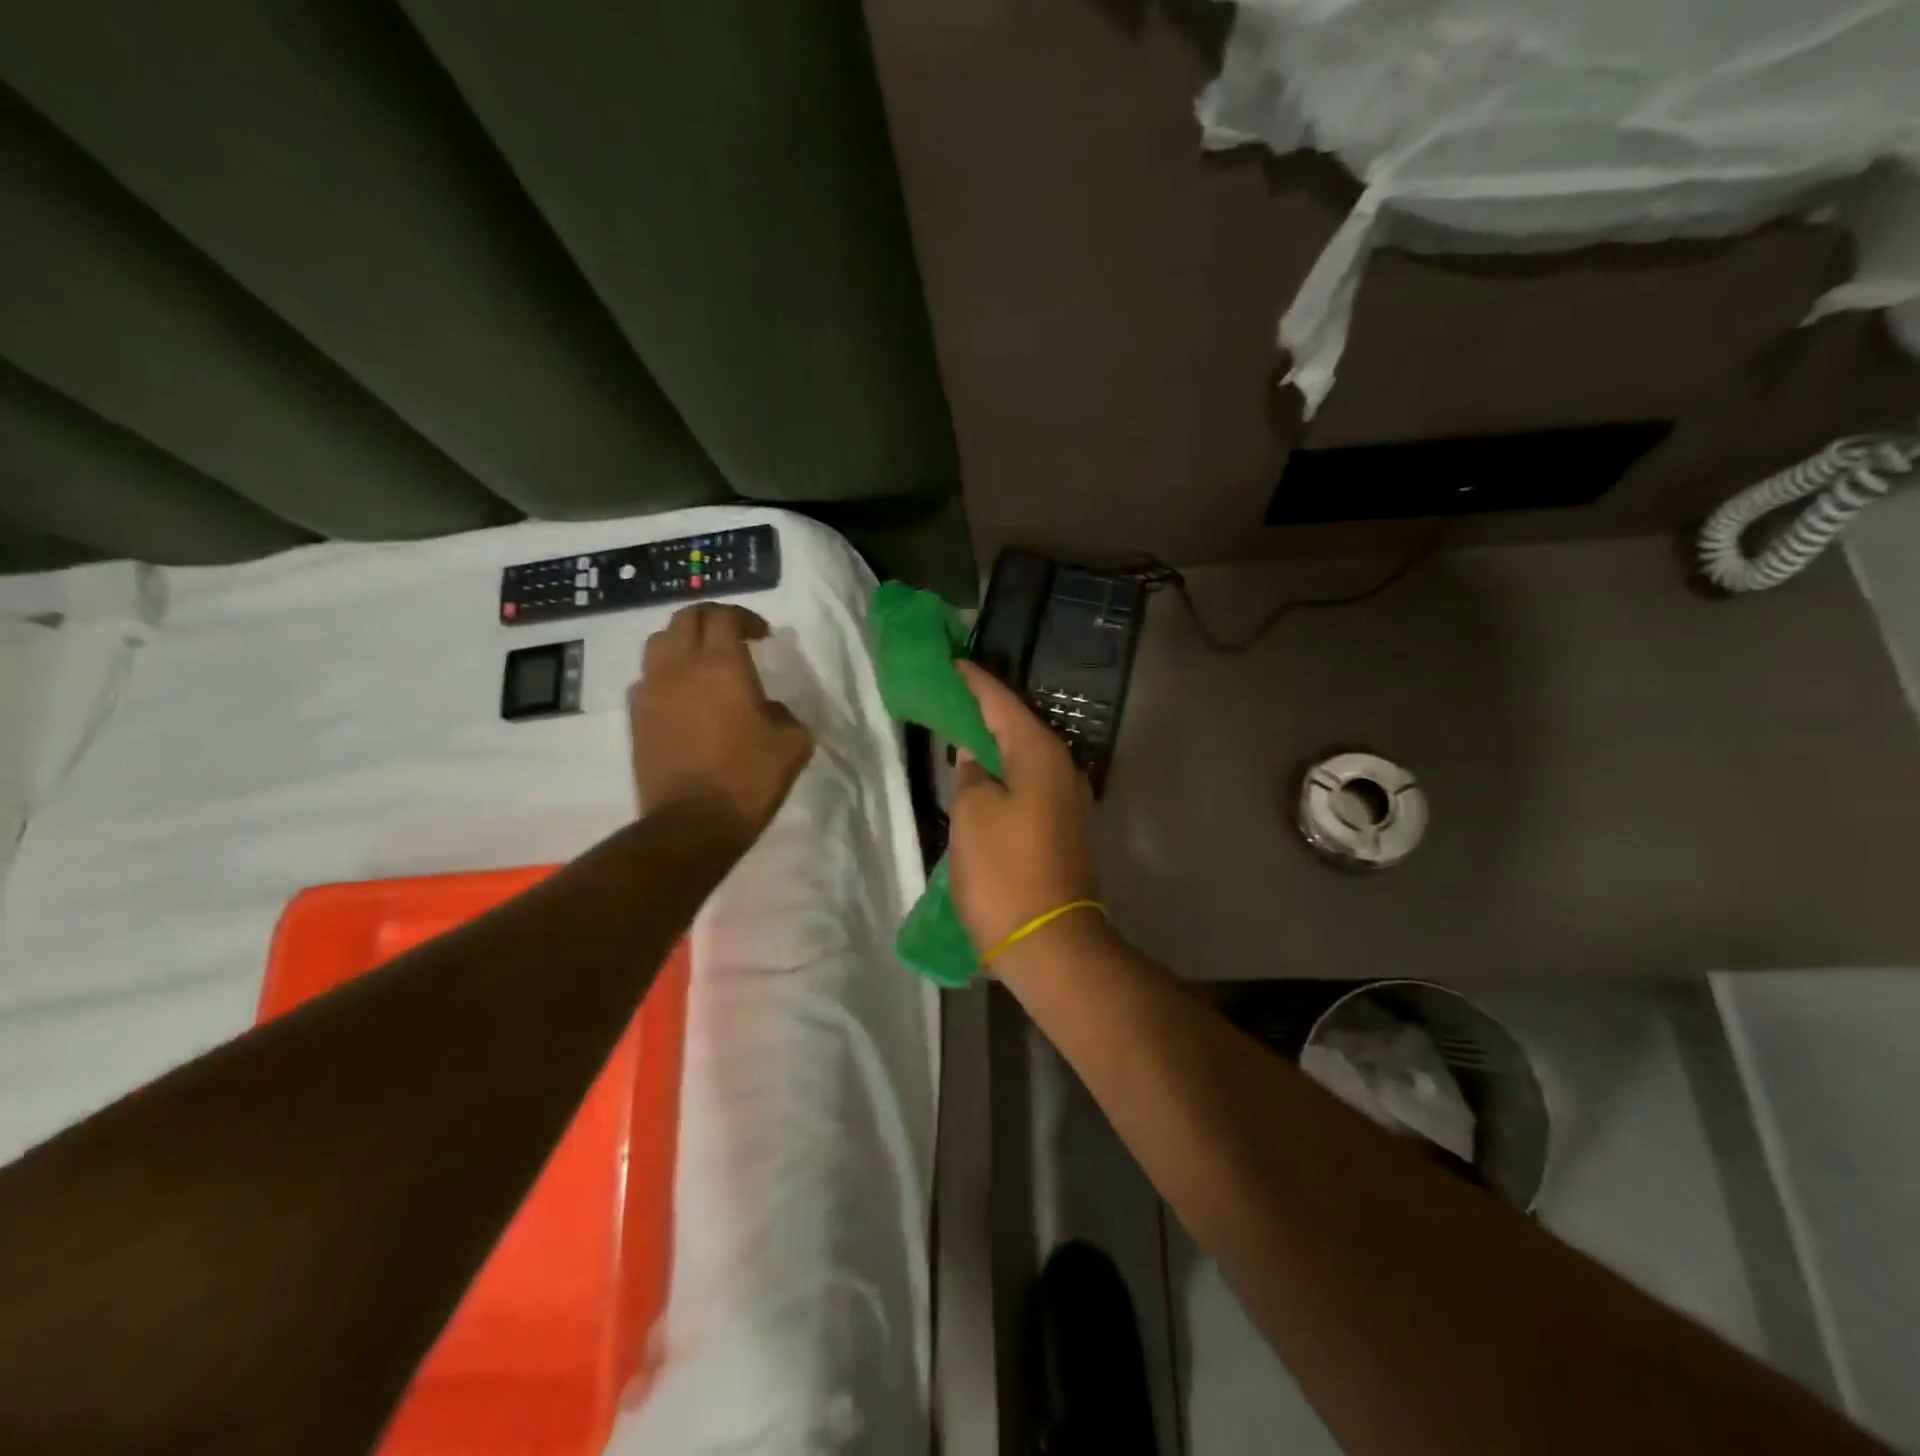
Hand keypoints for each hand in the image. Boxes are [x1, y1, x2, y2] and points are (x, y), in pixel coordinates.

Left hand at [630, 605, 813, 844]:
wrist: (692, 823)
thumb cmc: (748, 778)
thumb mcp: (793, 743)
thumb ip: (784, 712)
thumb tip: (768, 708)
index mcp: (721, 664)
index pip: (724, 616)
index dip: (745, 618)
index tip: (762, 636)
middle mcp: (679, 666)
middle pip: (686, 619)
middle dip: (712, 620)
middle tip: (733, 638)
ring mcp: (651, 690)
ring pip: (659, 642)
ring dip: (683, 642)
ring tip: (703, 663)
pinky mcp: (636, 717)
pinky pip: (648, 677)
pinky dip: (666, 673)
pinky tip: (684, 697)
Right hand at [949, 662, 1100, 964]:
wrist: (1049, 943)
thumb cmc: (1005, 872)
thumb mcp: (974, 814)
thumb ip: (972, 775)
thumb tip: (976, 757)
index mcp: (1041, 755)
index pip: (1002, 703)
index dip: (974, 682)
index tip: (950, 662)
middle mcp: (1062, 769)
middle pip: (1017, 725)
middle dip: (984, 708)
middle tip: (949, 693)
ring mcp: (1066, 800)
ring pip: (1023, 755)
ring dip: (993, 741)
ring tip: (959, 727)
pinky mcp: (1061, 827)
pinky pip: (1027, 782)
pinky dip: (1003, 771)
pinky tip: (982, 773)